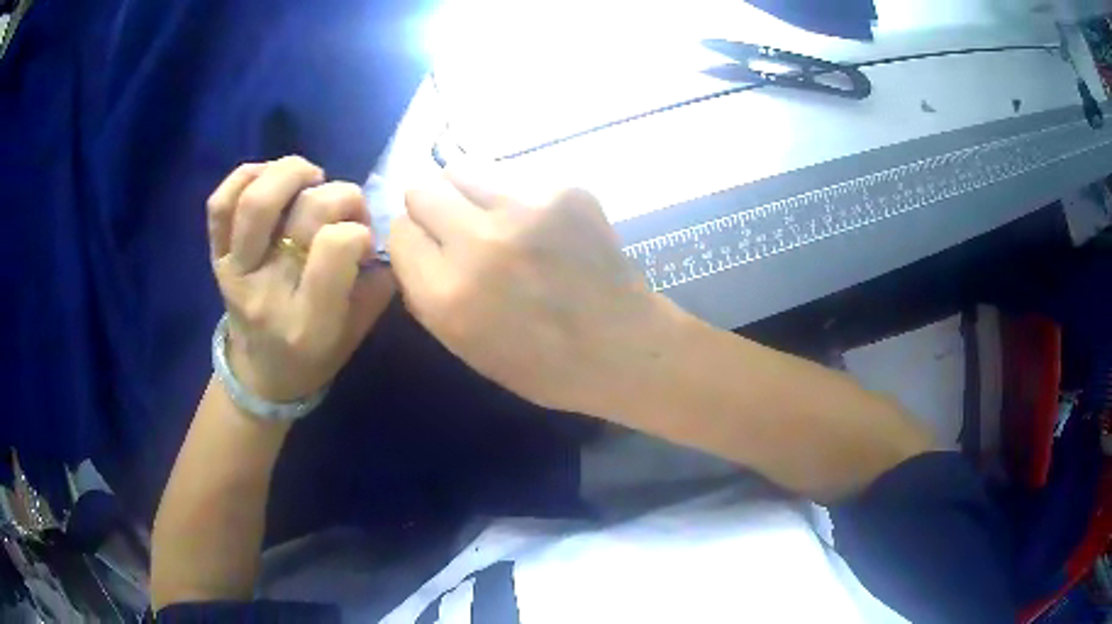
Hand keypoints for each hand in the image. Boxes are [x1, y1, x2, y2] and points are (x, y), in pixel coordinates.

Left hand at [207, 156, 393, 402]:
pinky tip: (271, 178)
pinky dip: (246, 175)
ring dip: (292, 172)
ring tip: (310, 178)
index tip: (364, 241)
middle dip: (341, 196)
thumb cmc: (313, 357)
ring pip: (256, 200)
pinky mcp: (216, 257)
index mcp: (307, 322)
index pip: (336, 246)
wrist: (259, 375)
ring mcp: (234, 271)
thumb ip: (377, 284)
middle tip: (347, 209)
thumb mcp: (356, 332)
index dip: (360, 230)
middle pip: (305, 212)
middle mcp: (266, 292)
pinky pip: (220, 203)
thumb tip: (386, 231)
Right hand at [389, 166, 672, 415]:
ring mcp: (526, 208)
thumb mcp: (464, 347)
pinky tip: (542, 226)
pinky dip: (516, 197)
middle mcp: (478, 243)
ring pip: (462, 169)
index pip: (398, 231)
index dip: (412, 240)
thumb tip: (411, 245)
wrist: (624, 346)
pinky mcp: (563, 189)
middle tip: (458, 229)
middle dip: (432, 209)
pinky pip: (514, 176)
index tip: (429, 249)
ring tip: (495, 220)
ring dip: (468, 193)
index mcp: (447, 294)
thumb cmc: (542, 364)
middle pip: (422, 189)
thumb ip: (425, 292)